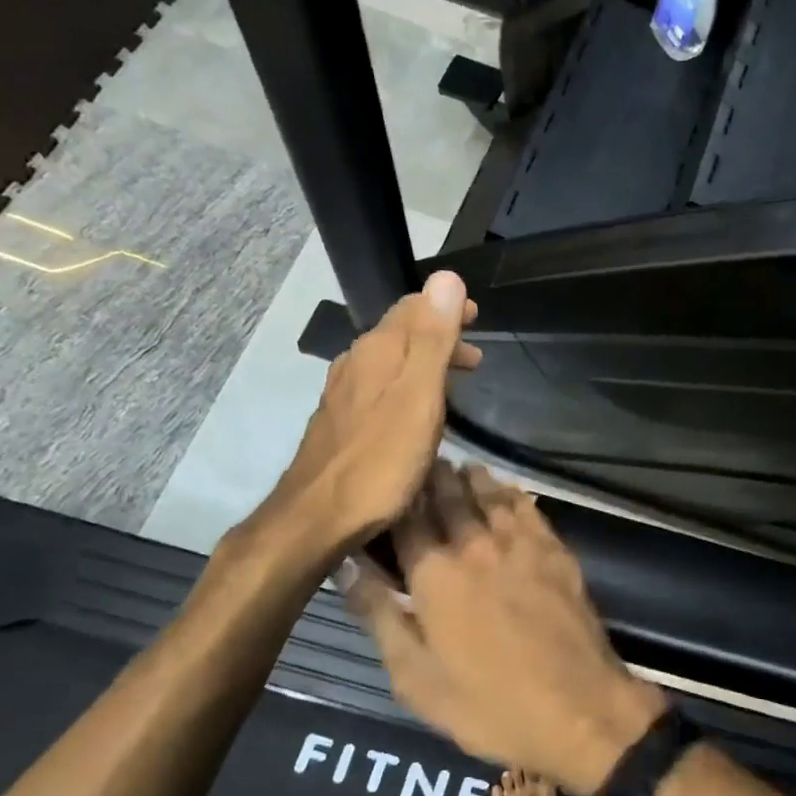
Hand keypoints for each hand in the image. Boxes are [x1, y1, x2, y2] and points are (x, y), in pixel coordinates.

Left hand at [239, 272, 480, 581]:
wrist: (318, 517)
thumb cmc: (380, 459)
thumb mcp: (419, 396)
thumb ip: (433, 338)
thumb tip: (447, 277)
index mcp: (378, 351)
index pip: (413, 307)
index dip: (446, 307)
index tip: (477, 317)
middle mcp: (356, 363)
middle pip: (401, 333)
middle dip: (439, 335)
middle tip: (475, 355)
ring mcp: (344, 394)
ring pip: (390, 361)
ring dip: (425, 362)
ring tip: (456, 380)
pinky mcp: (341, 422)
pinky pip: (381, 387)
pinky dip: (408, 386)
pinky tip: (417, 411)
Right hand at [344, 463, 665, 795]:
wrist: (578, 707)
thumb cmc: (487, 704)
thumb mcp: (414, 677)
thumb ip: (379, 615)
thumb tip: (345, 566)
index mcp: (434, 575)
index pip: (406, 521)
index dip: (395, 499)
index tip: (387, 483)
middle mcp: (475, 546)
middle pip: (449, 499)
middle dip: (433, 479)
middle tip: (424, 463)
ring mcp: (520, 544)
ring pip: (490, 496)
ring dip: (472, 480)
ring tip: (460, 468)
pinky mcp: (555, 551)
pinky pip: (528, 509)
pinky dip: (512, 494)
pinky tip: (507, 490)